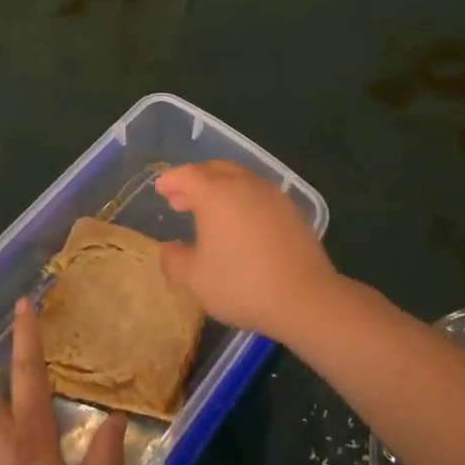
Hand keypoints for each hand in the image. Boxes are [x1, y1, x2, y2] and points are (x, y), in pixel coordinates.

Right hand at [156, 161, 339, 339]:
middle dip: (195, 180)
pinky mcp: (291, 208)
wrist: (303, 295)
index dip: (172, 180)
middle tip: (181, 199)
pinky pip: (258, 193)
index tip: (161, 188)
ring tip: (210, 211)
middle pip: (215, 169)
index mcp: (216, 193)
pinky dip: (242, 198)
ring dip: (220, 188)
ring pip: (240, 178)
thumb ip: (175, 260)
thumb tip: (169, 248)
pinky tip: (240, 222)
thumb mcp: (195, 279)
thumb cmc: (241, 283)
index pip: (188, 175)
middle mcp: (244, 184)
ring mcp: (272, 193)